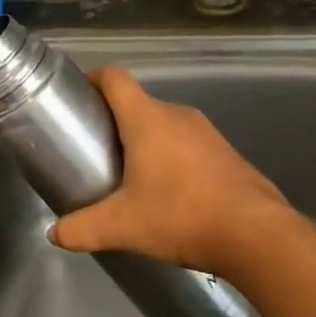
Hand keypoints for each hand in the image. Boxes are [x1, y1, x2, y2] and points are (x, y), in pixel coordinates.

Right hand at [49, 66, 297, 278]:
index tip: (75, 98)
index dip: (91, 78)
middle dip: (111, 120)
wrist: (260, 239)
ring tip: (126, 173)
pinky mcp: (227, 154)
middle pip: (136, 102)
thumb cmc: (182, 217)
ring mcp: (207, 133)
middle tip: (92, 148)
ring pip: (163, 124)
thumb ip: (82, 229)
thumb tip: (55, 234)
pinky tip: (166, 192)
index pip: (114, 77)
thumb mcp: (122, 227)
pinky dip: (169, 156)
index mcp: (147, 119)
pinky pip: (186, 143)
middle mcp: (178, 115)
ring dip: (142, 140)